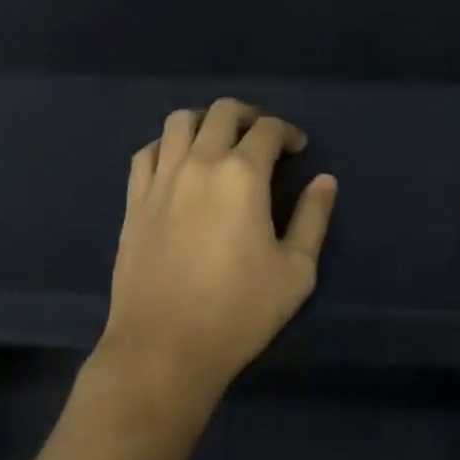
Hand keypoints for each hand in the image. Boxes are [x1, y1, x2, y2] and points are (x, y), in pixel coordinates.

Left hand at [99, 99, 335, 409]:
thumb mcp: (295, 271)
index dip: (288, 132)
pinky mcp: (134, 199)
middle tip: (262, 137)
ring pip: (179, 121)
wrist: (164, 348)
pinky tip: (177, 163)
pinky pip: (148, 152)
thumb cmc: (238, 311)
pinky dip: (167, 145)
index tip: (298, 148)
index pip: (268, 129)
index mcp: (242, 175)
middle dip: (249, 115)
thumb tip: (325, 180)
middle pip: (222, 112)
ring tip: (218, 141)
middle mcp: (199, 162)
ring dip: (205, 121)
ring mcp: (161, 178)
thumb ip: (313, 218)